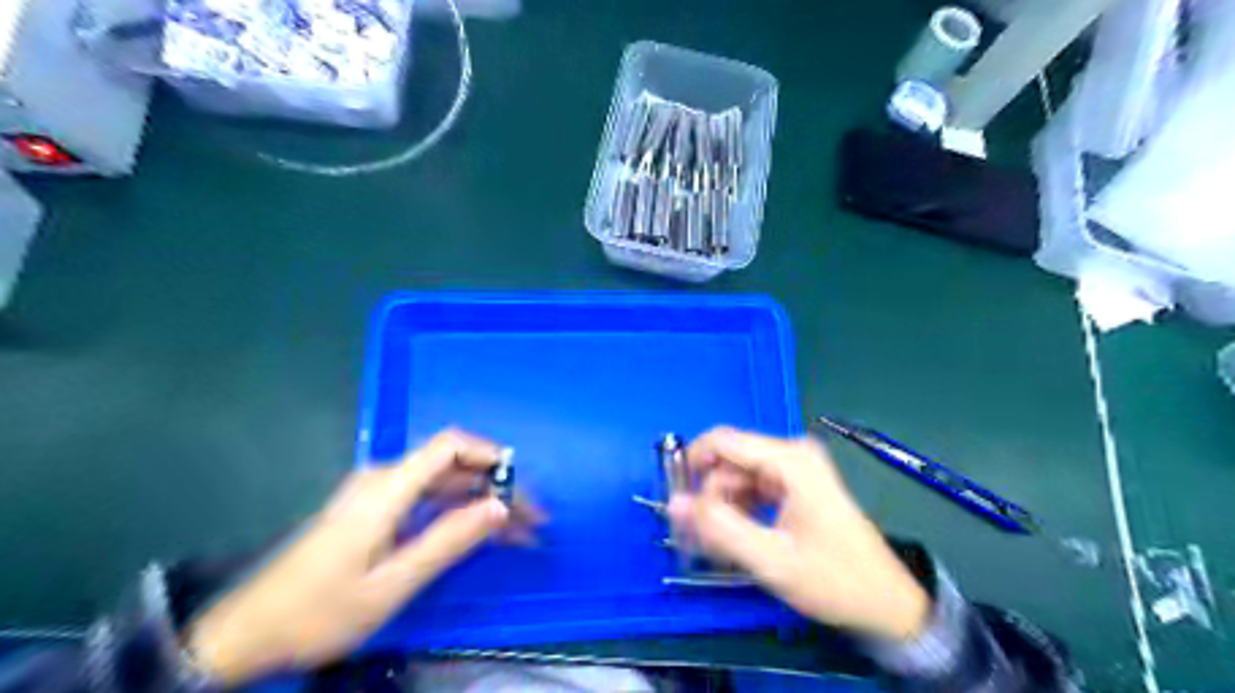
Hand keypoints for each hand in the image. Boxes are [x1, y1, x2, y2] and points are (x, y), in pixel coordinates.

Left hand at [186, 429, 534, 685]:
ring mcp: (376, 495)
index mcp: (387, 488)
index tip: (520, 483)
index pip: (450, 445)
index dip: (490, 454)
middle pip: (452, 466)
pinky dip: (456, 513)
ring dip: (479, 502)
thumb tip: (498, 507)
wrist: (245, 633)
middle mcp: (383, 480)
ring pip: (442, 485)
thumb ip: (448, 541)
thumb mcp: (391, 583)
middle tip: (529, 519)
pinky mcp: (372, 512)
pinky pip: (425, 501)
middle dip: (494, 488)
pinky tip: (476, 533)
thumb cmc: (318, 611)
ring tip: (514, 531)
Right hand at [665, 427, 926, 643]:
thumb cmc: (834, 580)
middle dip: (710, 497)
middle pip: (729, 461)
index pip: (722, 441)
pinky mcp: (796, 485)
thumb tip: (674, 503)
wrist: (886, 603)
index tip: (677, 502)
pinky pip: (752, 488)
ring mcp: (795, 469)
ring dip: (723, 508)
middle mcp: (792, 454)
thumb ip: (720, 529)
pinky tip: (740, 540)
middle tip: (702, 539)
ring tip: (723, 547)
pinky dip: (739, 511)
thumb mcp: (772, 560)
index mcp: (790, 459)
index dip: (692, 465)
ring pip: (737, 477)